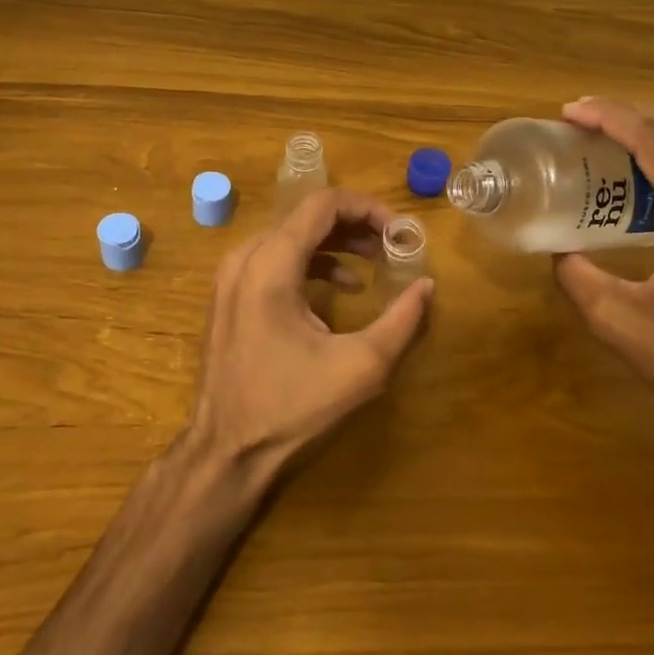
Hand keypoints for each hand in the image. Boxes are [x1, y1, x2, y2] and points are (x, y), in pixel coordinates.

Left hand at [186, 187, 433, 477]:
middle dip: (356, 225)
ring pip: (291, 236)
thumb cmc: (291, 406)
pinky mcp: (229, 296)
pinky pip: (275, 259)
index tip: (401, 231)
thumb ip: (402, 320)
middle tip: (394, 246)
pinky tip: (342, 287)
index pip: (323, 204)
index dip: (368, 208)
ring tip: (375, 262)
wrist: (226, 450)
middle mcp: (245, 258)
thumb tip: (427, 285)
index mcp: (271, 265)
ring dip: (336, 243)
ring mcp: (231, 277)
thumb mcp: (360, 366)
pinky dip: (312, 262)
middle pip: (306, 217)